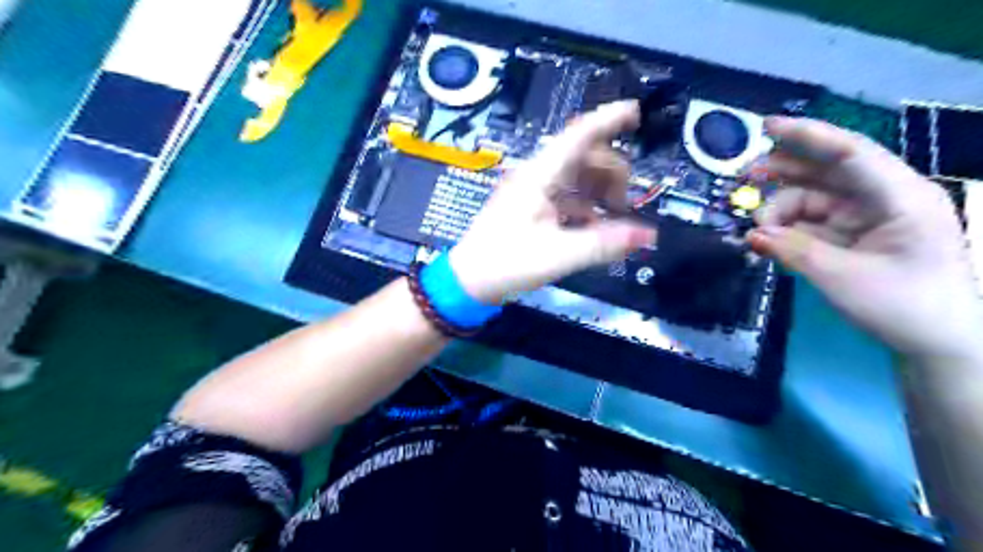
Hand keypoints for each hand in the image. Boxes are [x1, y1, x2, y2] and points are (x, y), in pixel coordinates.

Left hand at [449, 101, 655, 303]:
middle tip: (625, 205)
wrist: (470, 281)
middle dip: (611, 173)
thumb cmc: (507, 263)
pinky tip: (593, 227)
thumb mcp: (559, 255)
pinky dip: (586, 206)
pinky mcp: (533, 206)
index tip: (636, 112)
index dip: (608, 119)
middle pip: (584, 156)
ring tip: (614, 217)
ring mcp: (534, 190)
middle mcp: (537, 176)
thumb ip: (604, 243)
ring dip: (600, 191)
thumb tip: (649, 236)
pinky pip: (567, 196)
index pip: (578, 135)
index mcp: (539, 176)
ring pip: (577, 176)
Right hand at [747, 116, 981, 360]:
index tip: (765, 127)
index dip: (807, 136)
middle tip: (745, 179)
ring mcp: (870, 218)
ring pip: (815, 198)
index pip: (850, 153)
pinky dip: (790, 229)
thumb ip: (793, 250)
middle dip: (785, 173)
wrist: (939, 344)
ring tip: (756, 229)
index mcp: (901, 197)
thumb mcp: (842, 278)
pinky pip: (815, 222)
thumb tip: (753, 234)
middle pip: (828, 172)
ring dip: (782, 209)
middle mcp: (885, 198)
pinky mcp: (857, 236)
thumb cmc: (904, 307)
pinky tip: (768, 239)